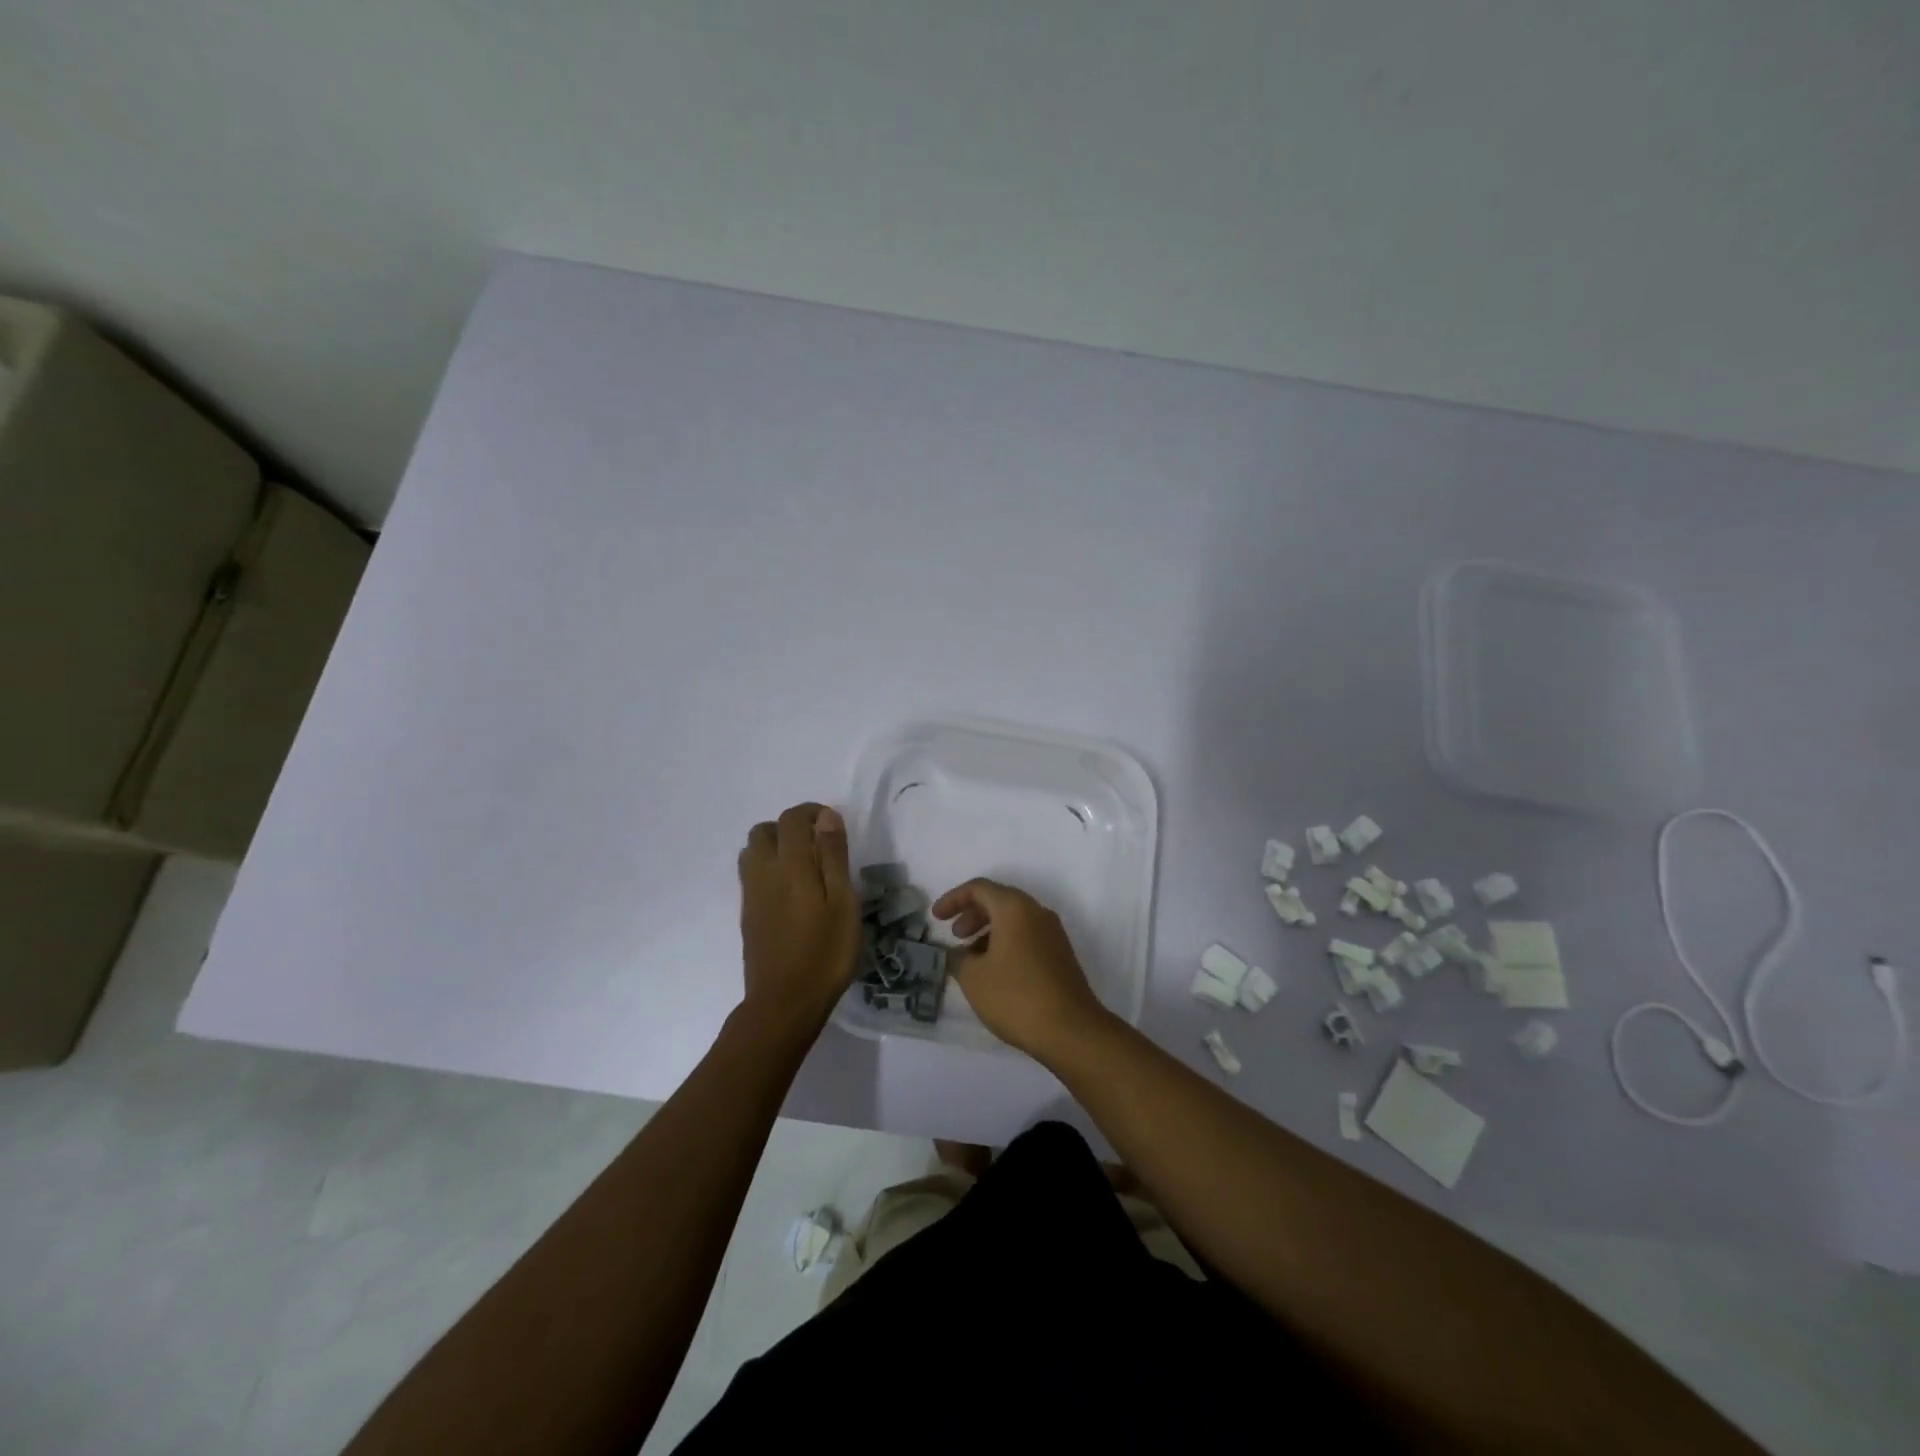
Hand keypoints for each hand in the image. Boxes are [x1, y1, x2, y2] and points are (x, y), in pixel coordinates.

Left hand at [738, 803, 860, 1033]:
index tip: (833, 826)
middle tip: (818, 846)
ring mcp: (751, 894)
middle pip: (764, 831)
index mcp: (790, 865)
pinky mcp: (747, 914)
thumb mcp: (843, 903)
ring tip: (805, 867)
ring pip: (752, 852)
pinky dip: (769, 868)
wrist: (784, 1003)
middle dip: (789, 827)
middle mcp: (763, 872)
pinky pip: (751, 874)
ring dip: (775, 847)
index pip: (792, 819)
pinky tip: (792, 892)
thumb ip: (833, 856)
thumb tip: (826, 817)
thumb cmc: (825, 953)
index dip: (812, 812)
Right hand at [932, 879, 1109, 1061]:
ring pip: (1014, 920)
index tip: (935, 918)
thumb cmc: (1016, 996)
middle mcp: (1037, 912)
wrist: (1071, 1030)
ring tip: (971, 960)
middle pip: (998, 900)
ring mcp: (1053, 934)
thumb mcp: (973, 978)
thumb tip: (955, 953)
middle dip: (972, 914)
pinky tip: (994, 972)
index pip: (979, 888)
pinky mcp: (1060, 955)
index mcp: (1015, 908)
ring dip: (988, 931)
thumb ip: (957, 958)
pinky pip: (1027, 937)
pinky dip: (1006, 944)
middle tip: (955, 936)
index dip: (953, 899)